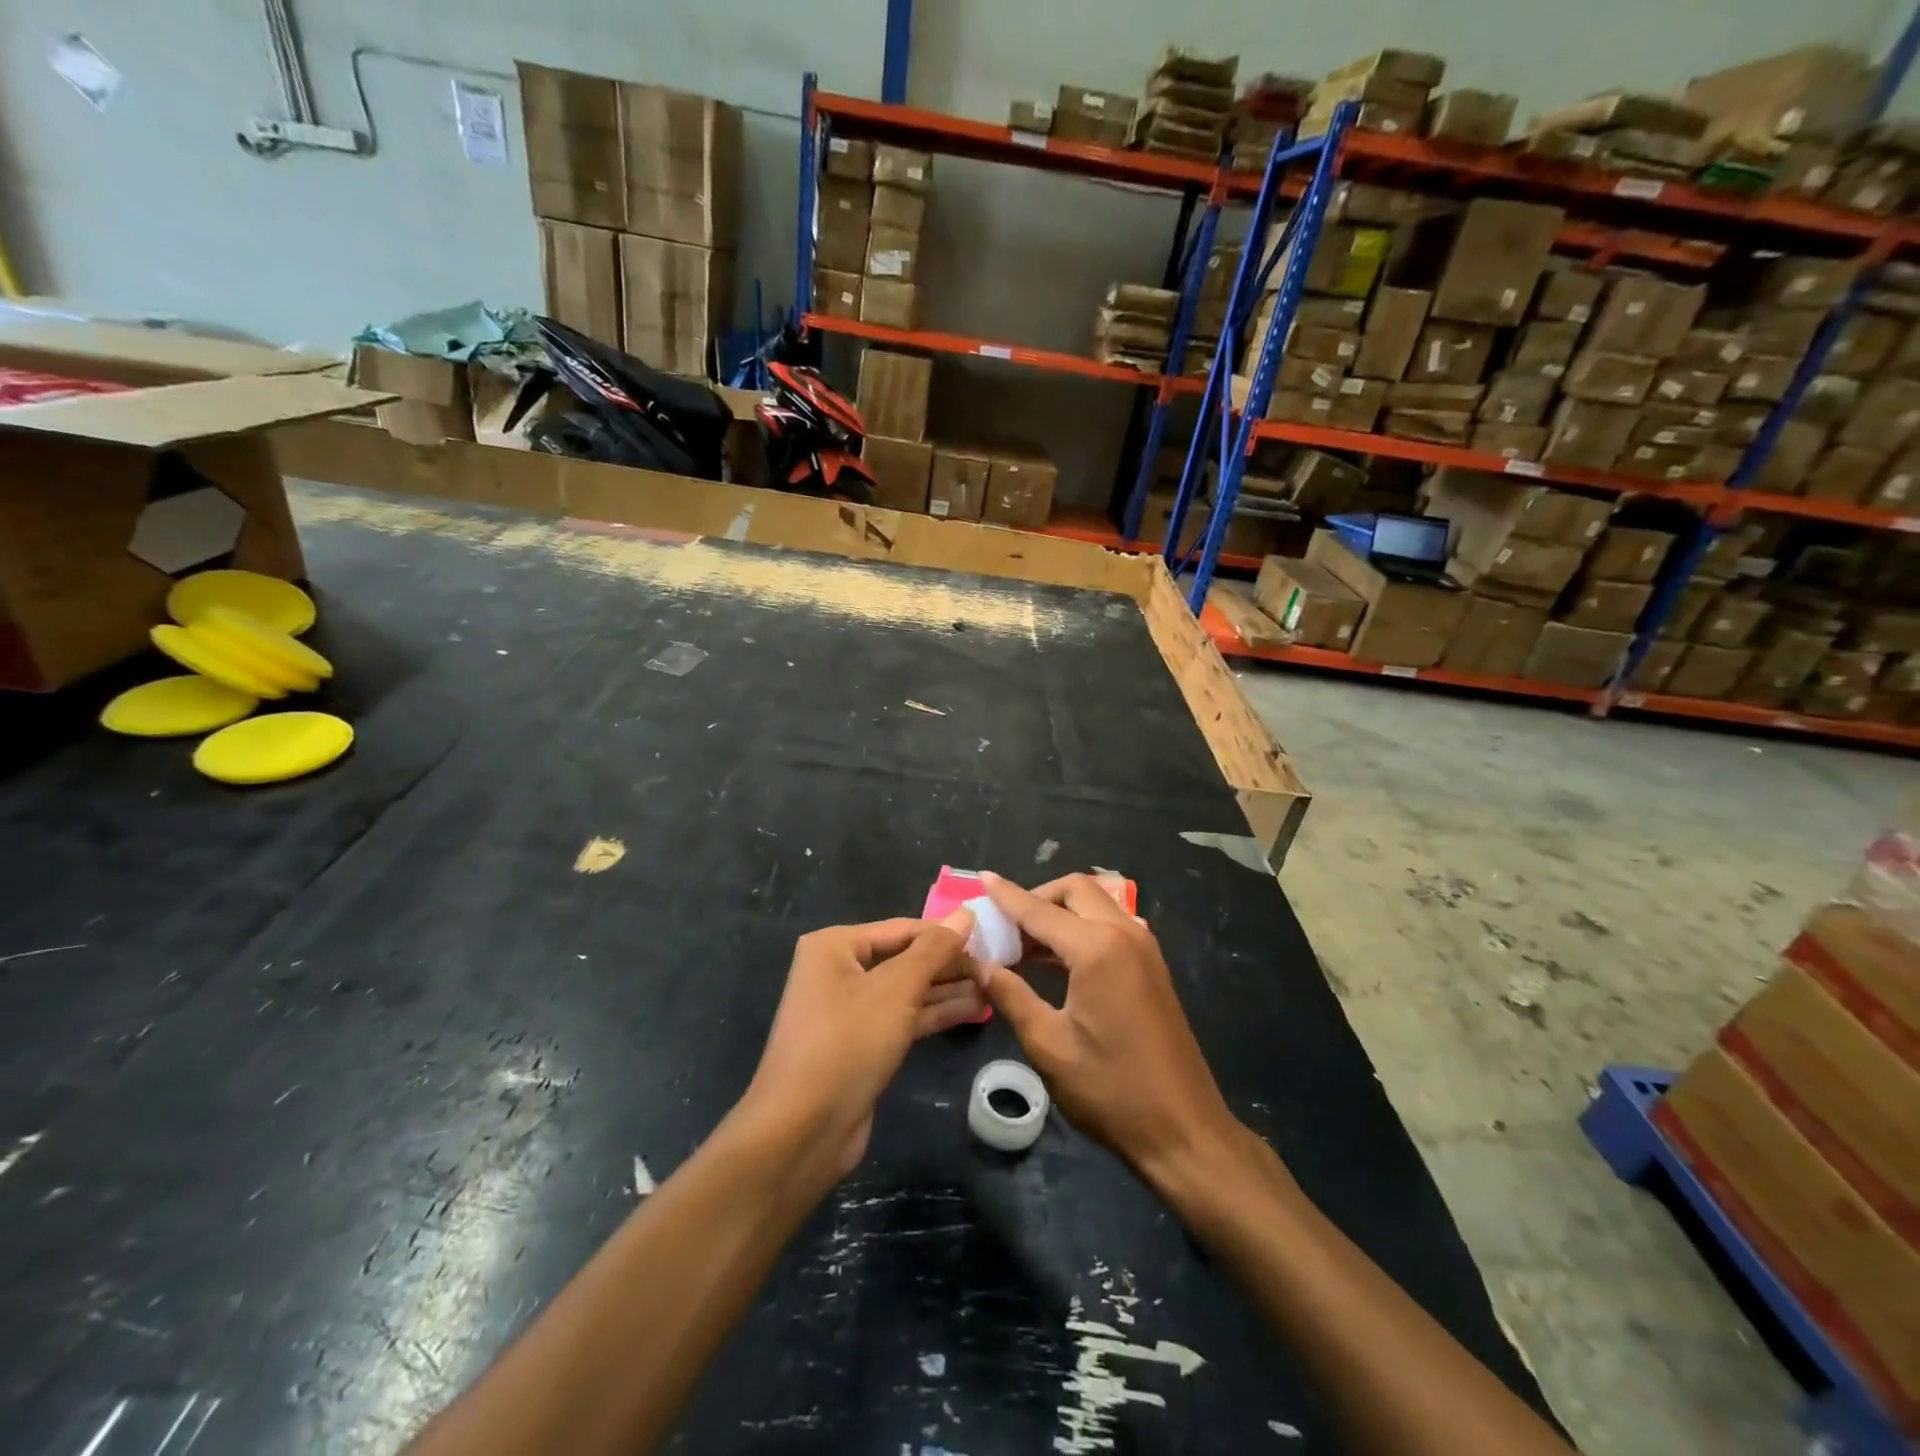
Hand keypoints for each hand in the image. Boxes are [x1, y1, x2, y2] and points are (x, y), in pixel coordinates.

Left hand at [743, 911, 977, 1183]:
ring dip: (948, 989)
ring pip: (907, 990)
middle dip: (949, 964)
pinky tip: (975, 1010)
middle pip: (905, 958)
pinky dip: (935, 1013)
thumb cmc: (848, 1042)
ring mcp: (850, 1010)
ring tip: (995, 987)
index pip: (903, 928)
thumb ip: (934, 950)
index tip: (991, 937)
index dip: (946, 933)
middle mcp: (839, 970)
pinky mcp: (863, 1044)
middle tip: (997, 965)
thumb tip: (966, 913)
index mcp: (835, 946)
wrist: (804, 1130)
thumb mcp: (896, 989)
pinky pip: (904, 1017)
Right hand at [970, 873, 1239, 1186]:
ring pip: (1095, 905)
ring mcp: (1144, 948)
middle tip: (1005, 926)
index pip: (1040, 910)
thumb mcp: (1048, 1045)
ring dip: (1060, 912)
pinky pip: (1110, 926)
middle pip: (1075, 890)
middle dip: (1037, 897)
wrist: (1184, 1130)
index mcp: (1097, 948)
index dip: (1007, 895)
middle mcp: (1124, 934)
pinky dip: (1080, 929)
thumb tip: (980, 965)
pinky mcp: (1152, 966)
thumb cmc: (1111, 1090)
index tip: (982, 879)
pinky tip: (1055, 960)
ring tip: (1022, 943)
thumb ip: (1011, 996)